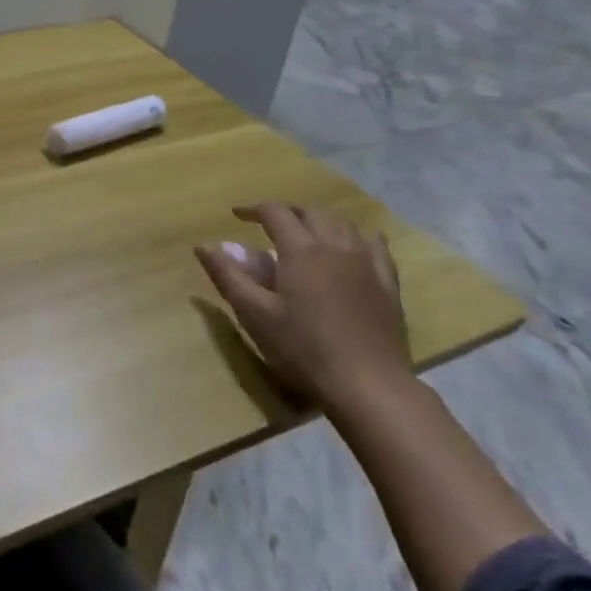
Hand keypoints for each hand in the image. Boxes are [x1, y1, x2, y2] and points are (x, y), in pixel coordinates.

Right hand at [195, 202, 410, 408]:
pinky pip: (375, 245)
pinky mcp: (387, 283)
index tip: (236, 215)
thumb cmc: (301, 348)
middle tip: (269, 224)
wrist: (366, 382)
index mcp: (301, 250)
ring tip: (306, 233)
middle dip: (287, 211)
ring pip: (343, 223)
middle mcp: (335, 245)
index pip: (275, 213)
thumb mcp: (254, 313)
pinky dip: (357, 236)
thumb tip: (203, 246)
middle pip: (311, 212)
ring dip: (319, 220)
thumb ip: (228, 276)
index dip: (253, 209)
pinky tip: (353, 245)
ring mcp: (366, 262)